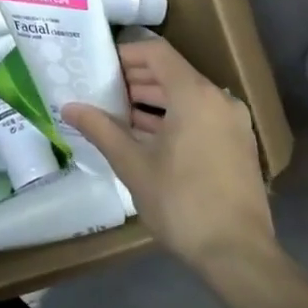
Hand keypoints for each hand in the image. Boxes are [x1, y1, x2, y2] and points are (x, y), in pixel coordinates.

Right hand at [63, 37, 273, 270]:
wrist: (239, 254)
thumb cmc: (182, 202)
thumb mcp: (133, 165)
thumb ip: (101, 129)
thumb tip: (69, 107)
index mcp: (194, 95)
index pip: (156, 53)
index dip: (126, 54)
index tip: (100, 66)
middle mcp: (219, 99)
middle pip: (172, 72)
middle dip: (136, 79)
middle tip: (102, 91)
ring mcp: (233, 122)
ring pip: (187, 96)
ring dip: (153, 100)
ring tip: (118, 115)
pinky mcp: (238, 144)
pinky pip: (201, 115)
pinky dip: (174, 117)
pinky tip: (147, 138)